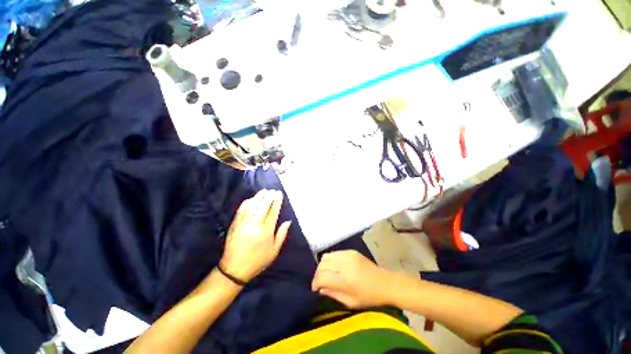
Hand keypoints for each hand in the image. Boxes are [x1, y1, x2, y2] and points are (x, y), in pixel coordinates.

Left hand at [220, 189, 290, 281]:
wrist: (234, 269)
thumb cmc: (258, 260)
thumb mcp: (274, 251)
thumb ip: (282, 234)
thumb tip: (288, 221)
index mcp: (266, 231)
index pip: (273, 211)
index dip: (277, 201)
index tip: (279, 194)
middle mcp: (255, 225)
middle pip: (263, 206)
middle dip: (269, 196)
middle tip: (273, 191)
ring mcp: (243, 223)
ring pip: (252, 205)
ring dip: (258, 197)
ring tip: (264, 191)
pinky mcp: (235, 224)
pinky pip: (241, 210)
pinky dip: (247, 202)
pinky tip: (251, 199)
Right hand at [311, 250, 394, 308]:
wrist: (385, 283)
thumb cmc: (369, 297)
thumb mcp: (351, 302)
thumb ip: (333, 294)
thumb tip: (321, 289)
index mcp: (344, 280)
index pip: (322, 277)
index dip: (315, 283)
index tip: (315, 288)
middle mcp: (344, 264)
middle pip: (322, 265)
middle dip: (318, 274)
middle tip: (320, 282)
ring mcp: (347, 255)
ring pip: (326, 256)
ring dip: (323, 265)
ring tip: (327, 273)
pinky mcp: (351, 251)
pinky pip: (335, 253)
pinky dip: (331, 260)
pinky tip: (335, 267)